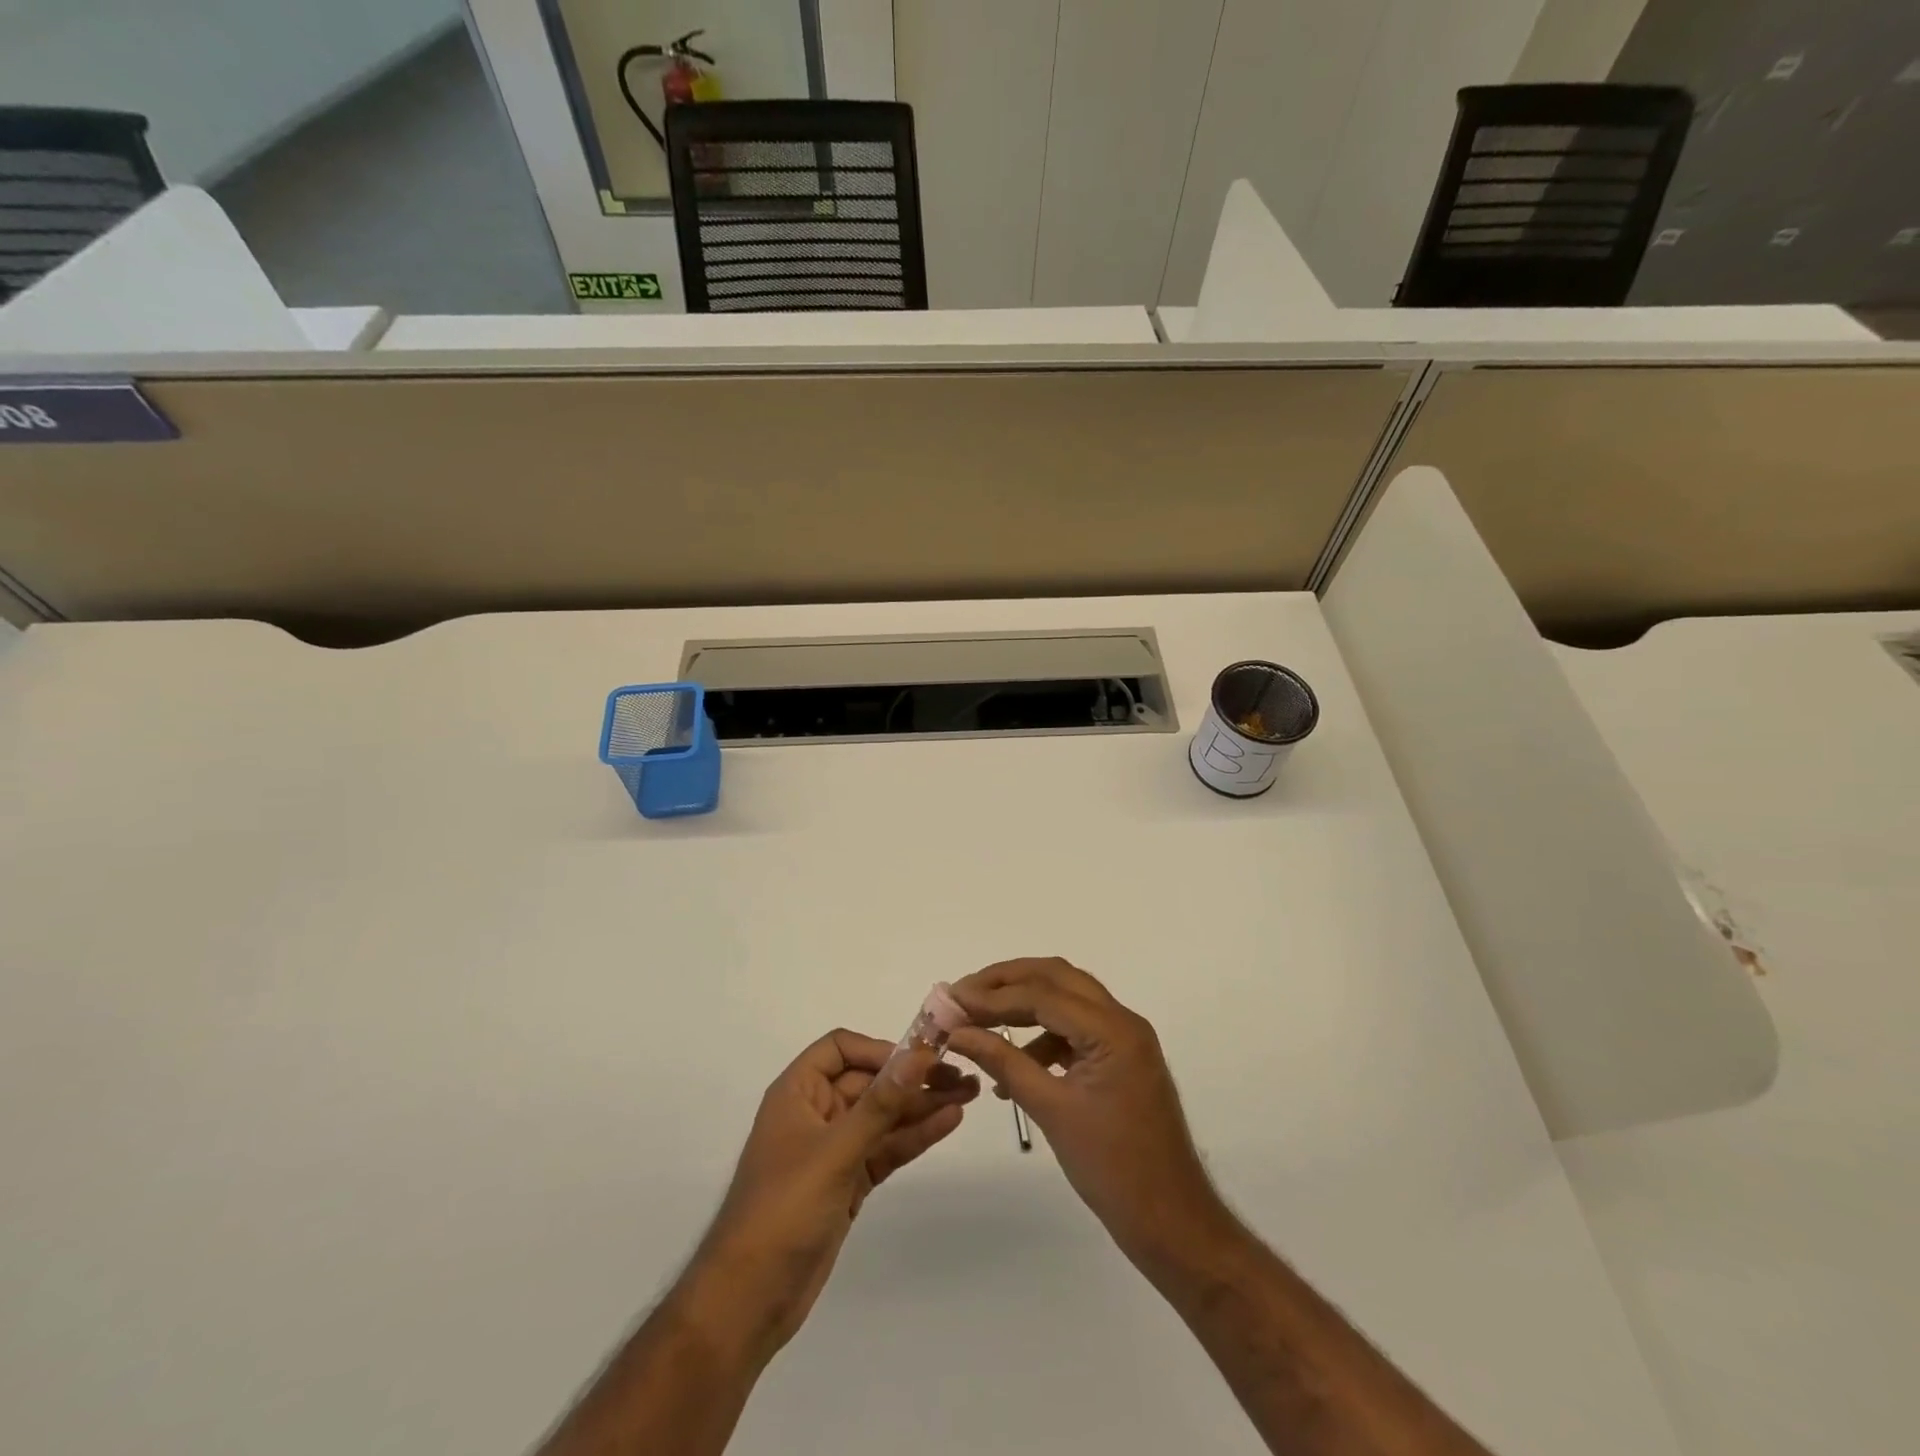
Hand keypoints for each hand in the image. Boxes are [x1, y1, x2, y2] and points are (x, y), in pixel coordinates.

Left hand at [683, 1029, 978, 1361]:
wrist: (750, 1300)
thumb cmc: (784, 1209)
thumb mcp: (835, 1151)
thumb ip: (880, 1103)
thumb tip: (918, 1055)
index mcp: (798, 1092)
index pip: (841, 1049)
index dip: (880, 1049)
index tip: (919, 1059)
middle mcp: (816, 1112)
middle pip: (870, 1081)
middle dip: (913, 1077)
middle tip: (961, 1074)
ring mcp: (834, 1149)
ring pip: (884, 1116)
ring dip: (922, 1105)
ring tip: (969, 1093)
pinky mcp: (849, 1181)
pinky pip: (886, 1147)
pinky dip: (915, 1135)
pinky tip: (948, 1121)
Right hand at [946, 959, 1230, 1269]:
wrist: (1172, 1221)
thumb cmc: (1113, 1169)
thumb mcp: (1051, 1110)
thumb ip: (1004, 1062)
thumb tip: (958, 1032)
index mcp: (1112, 1030)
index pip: (1042, 993)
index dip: (992, 995)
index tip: (950, 1001)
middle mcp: (1122, 1021)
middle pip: (1056, 978)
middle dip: (1006, 982)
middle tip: (963, 994)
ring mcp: (1124, 1039)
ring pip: (1065, 1000)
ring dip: (1022, 1005)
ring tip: (979, 1024)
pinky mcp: (1119, 1059)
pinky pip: (1074, 1030)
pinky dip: (1041, 1038)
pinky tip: (1011, 1067)